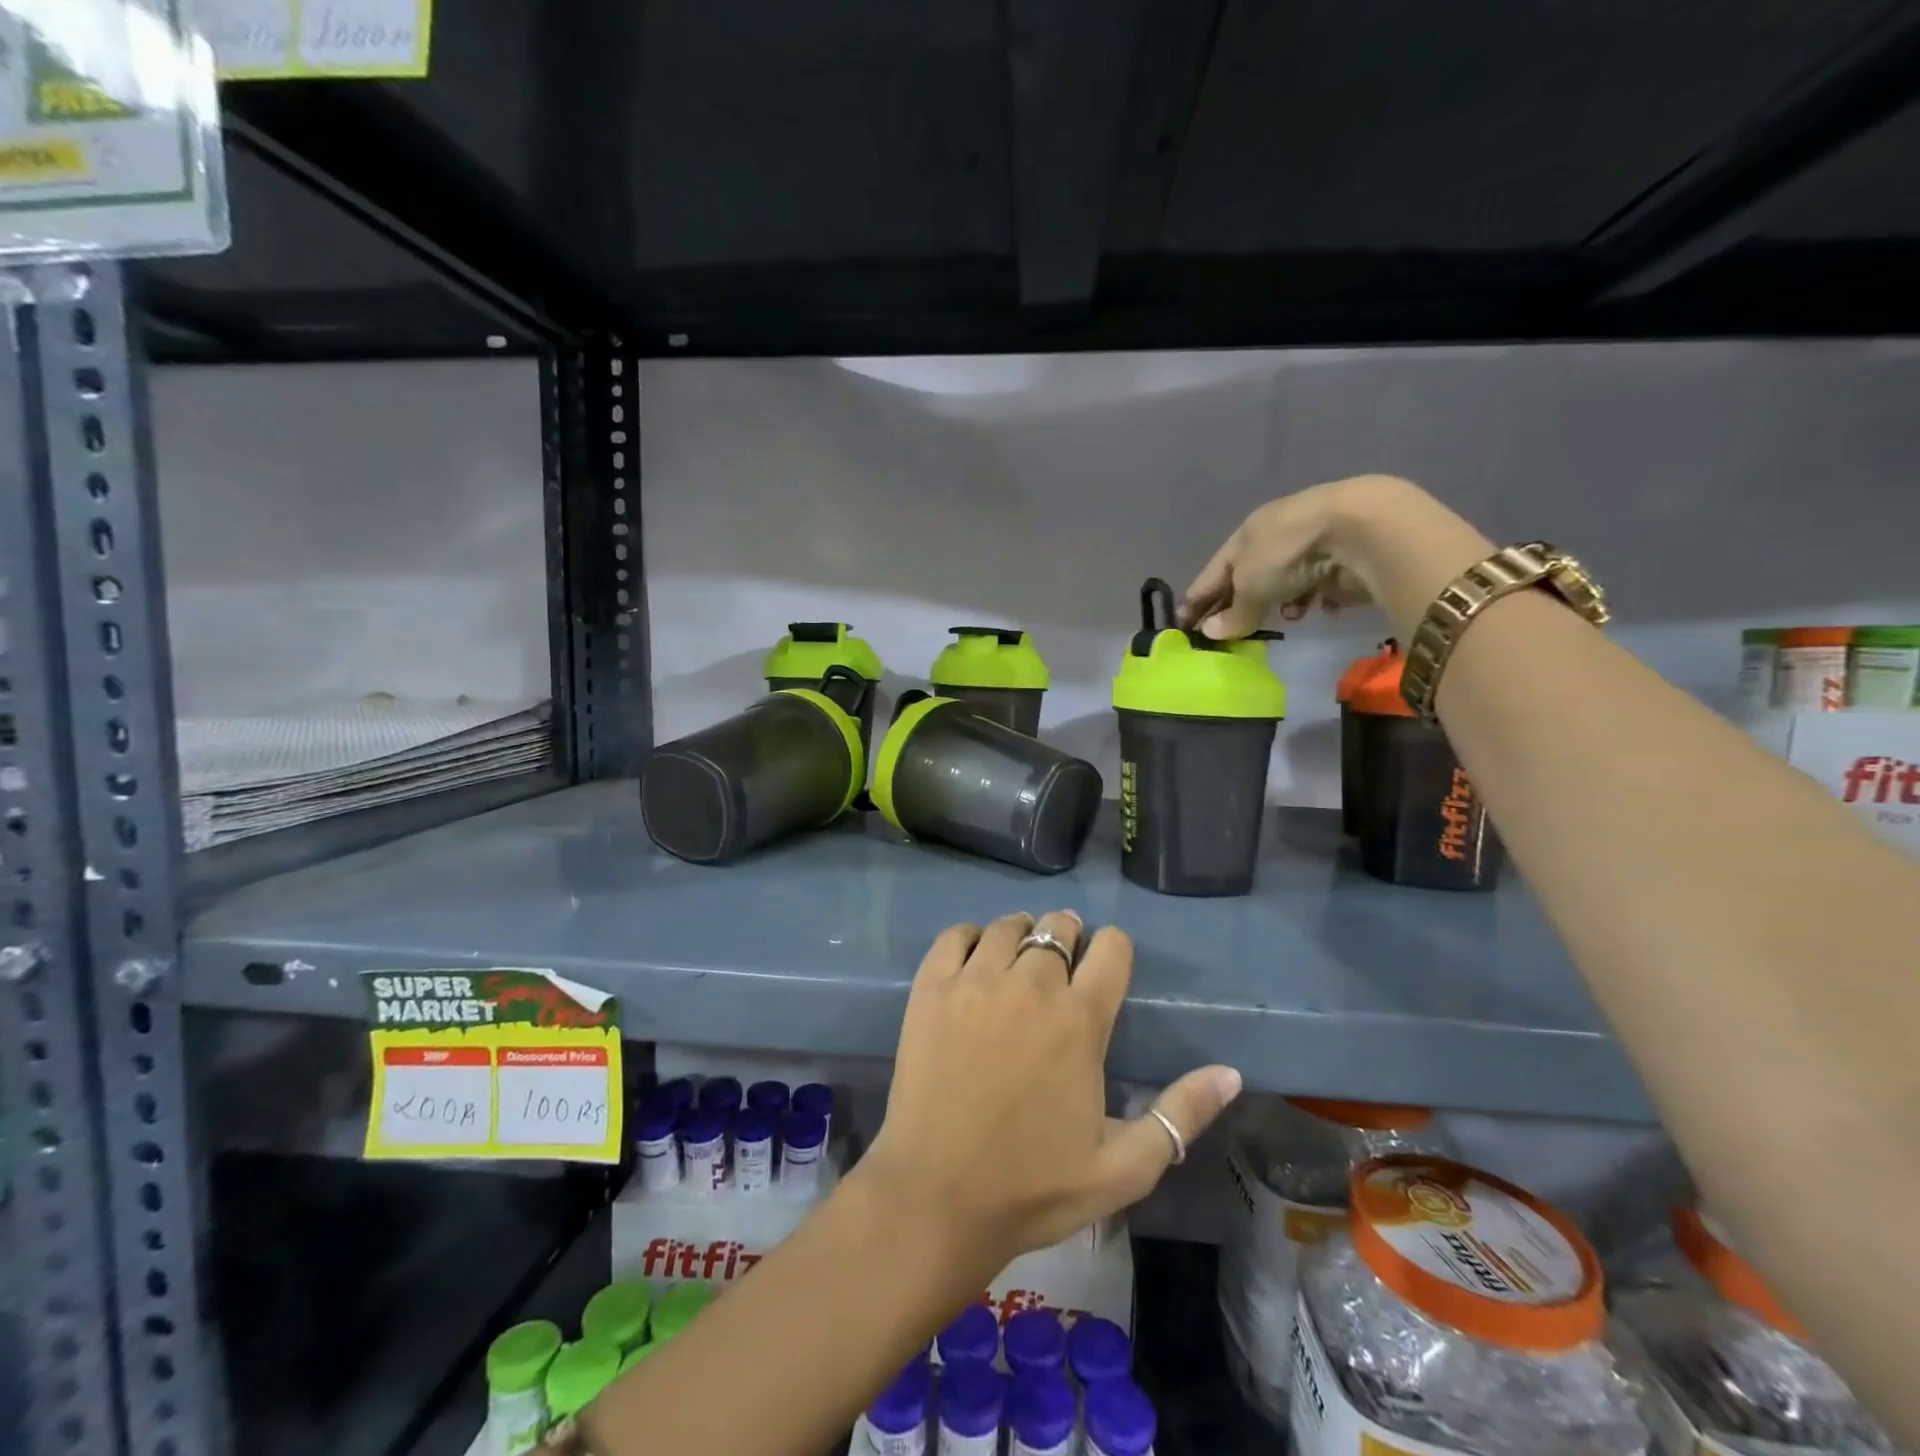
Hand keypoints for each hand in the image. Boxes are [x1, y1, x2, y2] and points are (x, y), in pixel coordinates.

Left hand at [858, 910, 1241, 1273]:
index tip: (1105, 968)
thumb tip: (1231, 1073)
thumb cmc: (1034, 1186)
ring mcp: (975, 982)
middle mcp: (1030, 985)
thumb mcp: (1124, 1168)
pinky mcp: (931, 988)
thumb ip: (1180, 1115)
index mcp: (1080, 1020)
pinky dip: (970, 938)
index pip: (1112, 948)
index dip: (1114, 951)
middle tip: (1061, 967)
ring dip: (1022, 935)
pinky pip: (954, 935)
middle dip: (1068, 938)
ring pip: (1008, 925)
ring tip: (1019, 962)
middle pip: (1058, 927)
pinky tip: (974, 963)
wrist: (938, 1198)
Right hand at [1181, 474, 1440, 637]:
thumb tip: (1211, 633)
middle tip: (1226, 633)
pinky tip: (1314, 611)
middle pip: (1248, 577)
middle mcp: (1276, 536)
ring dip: (1278, 603)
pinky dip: (1312, 600)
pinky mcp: (1340, 560)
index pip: (1213, 571)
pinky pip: (1318, 587)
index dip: (1197, 598)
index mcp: (1247, 534)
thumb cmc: (1288, 551)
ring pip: (1284, 582)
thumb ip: (1233, 612)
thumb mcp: (1250, 585)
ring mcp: (1310, 546)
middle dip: (1237, 603)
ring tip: (1281, 620)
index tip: (1184, 624)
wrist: (1360, 529)